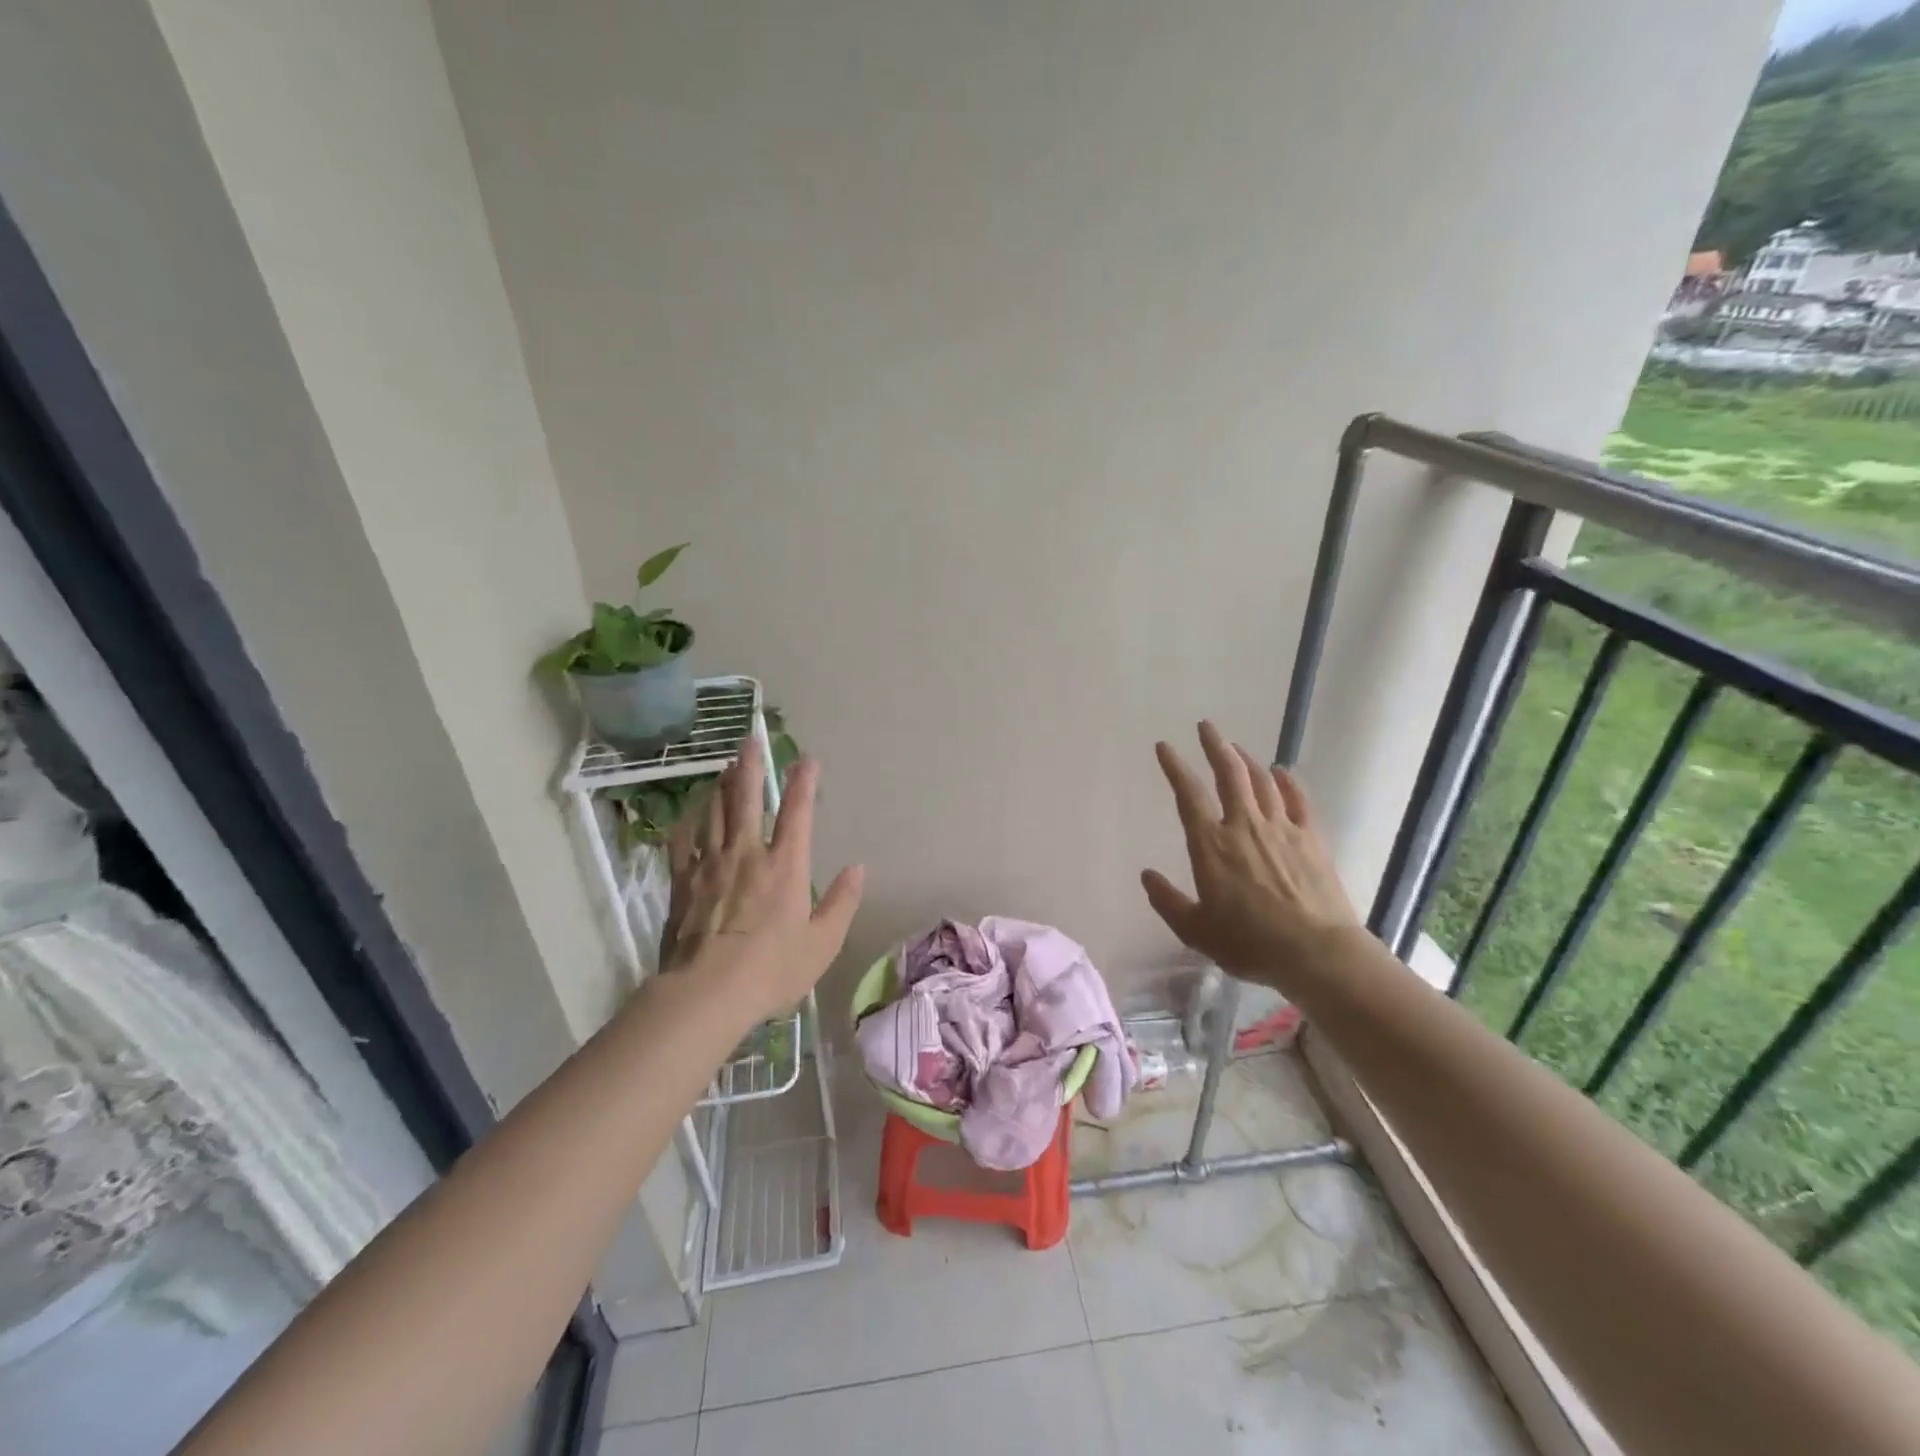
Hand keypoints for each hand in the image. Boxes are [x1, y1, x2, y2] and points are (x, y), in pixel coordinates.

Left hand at [659, 734, 863, 1025]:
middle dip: (751, 766)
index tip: (807, 759)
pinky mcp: (683, 883)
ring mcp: (710, 865)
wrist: (707, 993)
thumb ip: (842, 902)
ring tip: (724, 767)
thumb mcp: (822, 943)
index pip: (797, 813)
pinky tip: (689, 814)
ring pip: (714, 813)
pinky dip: (688, 823)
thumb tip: (857, 868)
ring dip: (721, 786)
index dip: (804, 782)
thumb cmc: (772, 969)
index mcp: (785, 866)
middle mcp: (747, 854)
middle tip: (750, 739)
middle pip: (747, 799)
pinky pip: (683, 842)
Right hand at [1141, 721, 1360, 988]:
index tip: (1165, 746)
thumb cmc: (1249, 943)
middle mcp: (1244, 825)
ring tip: (1235, 748)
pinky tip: (1282, 772)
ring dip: (1246, 760)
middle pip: (1229, 774)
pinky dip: (1288, 782)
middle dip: (1215, 746)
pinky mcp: (1312, 838)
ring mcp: (1281, 828)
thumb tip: (1147, 876)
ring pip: (1261, 781)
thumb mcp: (1196, 930)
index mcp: (1211, 845)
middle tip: (1206, 726)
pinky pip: (1297, 800)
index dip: (1175, 767)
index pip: (1188, 795)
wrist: (1316, 952)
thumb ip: (1168, 901)